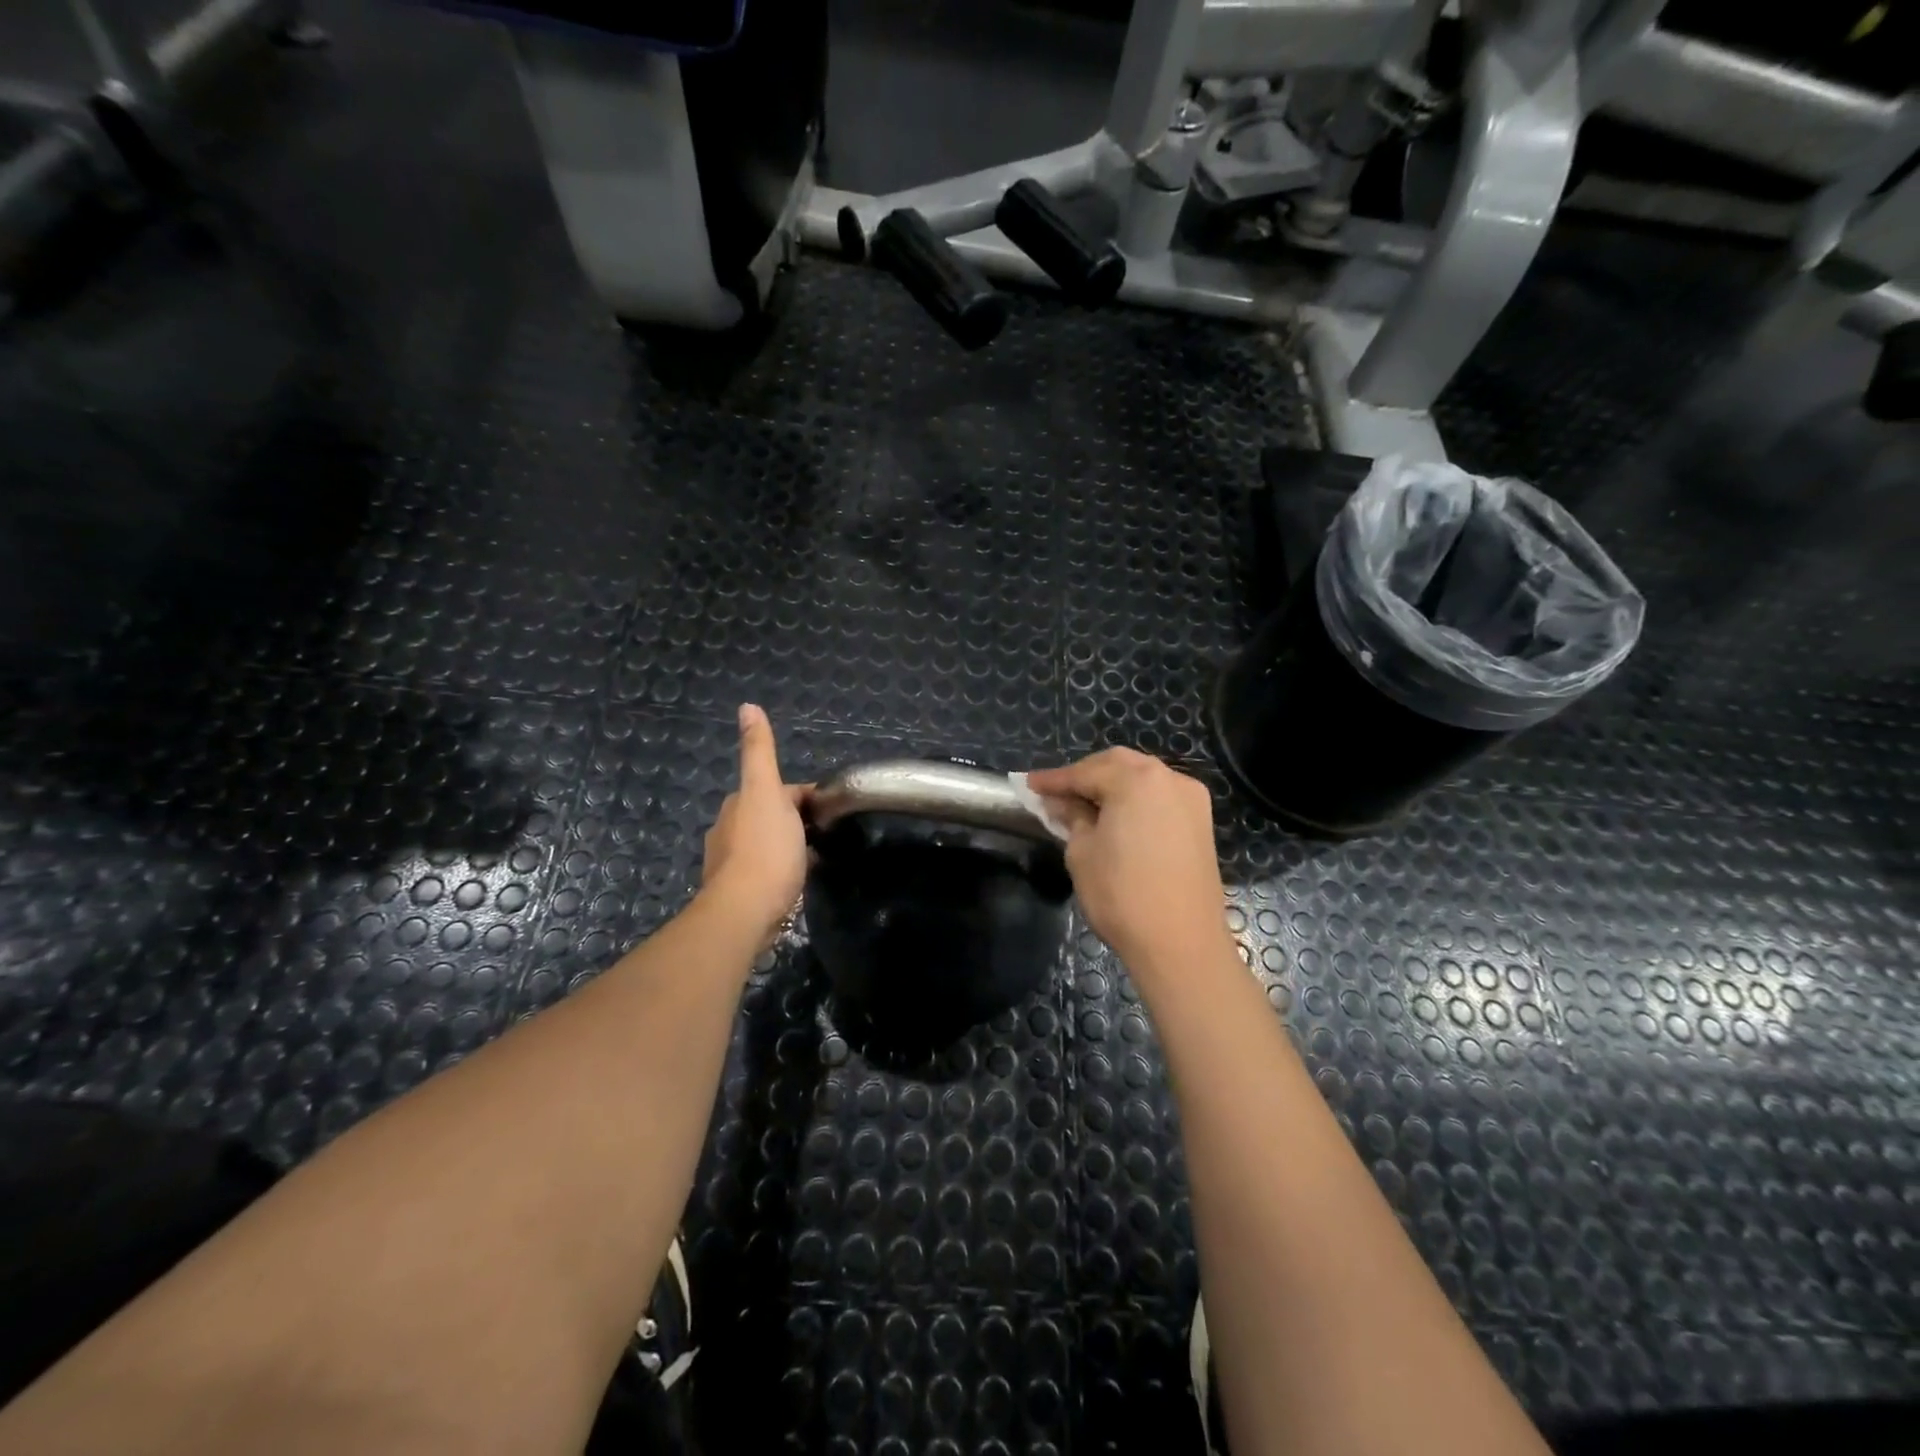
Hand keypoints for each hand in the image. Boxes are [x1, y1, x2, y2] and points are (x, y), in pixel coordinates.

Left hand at [700, 704, 809, 940]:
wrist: (745, 911)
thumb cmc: (765, 848)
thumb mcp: (766, 791)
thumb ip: (759, 751)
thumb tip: (747, 705)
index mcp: (738, 803)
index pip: (778, 790)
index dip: (805, 797)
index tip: (831, 810)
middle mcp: (728, 829)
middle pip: (771, 816)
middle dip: (796, 820)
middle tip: (828, 834)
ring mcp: (731, 863)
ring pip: (768, 844)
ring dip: (789, 846)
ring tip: (817, 858)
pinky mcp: (740, 892)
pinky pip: (766, 871)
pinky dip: (782, 871)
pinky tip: (798, 881)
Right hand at [1026, 748, 1228, 972]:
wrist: (1182, 943)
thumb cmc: (1122, 895)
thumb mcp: (1082, 853)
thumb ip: (1071, 818)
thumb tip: (1062, 803)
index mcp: (1136, 780)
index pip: (1085, 772)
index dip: (1054, 780)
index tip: (1028, 785)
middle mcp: (1168, 778)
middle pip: (1118, 765)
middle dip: (1085, 775)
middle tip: (1056, 793)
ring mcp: (1191, 799)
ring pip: (1143, 778)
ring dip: (1112, 785)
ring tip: (1083, 805)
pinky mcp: (1201, 823)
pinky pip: (1160, 798)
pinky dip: (1135, 800)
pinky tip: (1116, 817)